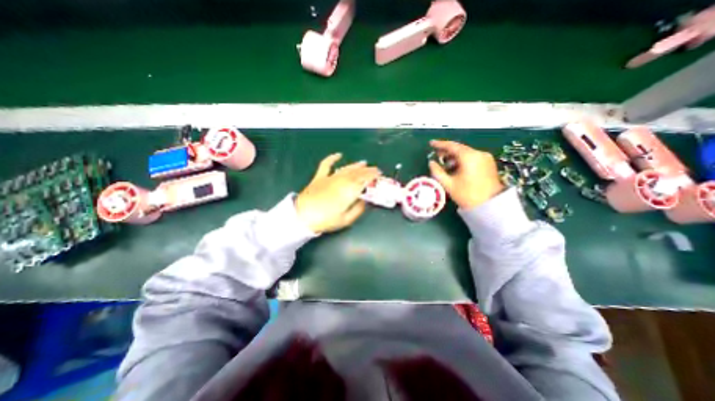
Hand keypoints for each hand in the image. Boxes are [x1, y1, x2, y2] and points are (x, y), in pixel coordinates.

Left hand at [295, 153, 381, 234]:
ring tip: (364, 163)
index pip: (364, 180)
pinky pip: (326, 165)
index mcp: (349, 191)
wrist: (302, 216)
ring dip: (356, 165)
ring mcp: (330, 177)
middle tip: (375, 169)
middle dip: (367, 170)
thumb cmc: (326, 220)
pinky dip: (332, 158)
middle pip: (357, 173)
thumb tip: (364, 201)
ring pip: (346, 168)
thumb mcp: (346, 220)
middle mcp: (341, 181)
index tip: (379, 175)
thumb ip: (358, 209)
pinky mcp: (320, 177)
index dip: (372, 176)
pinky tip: (338, 155)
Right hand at [430, 139, 501, 209]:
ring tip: (445, 165)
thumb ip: (437, 171)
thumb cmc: (467, 194)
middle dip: (447, 151)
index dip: (440, 144)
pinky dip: (463, 160)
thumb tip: (431, 163)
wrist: (491, 206)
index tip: (431, 143)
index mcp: (469, 157)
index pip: (452, 146)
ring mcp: (485, 158)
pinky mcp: (489, 164)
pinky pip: (472, 158)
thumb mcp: (448, 184)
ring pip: (466, 153)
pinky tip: (456, 168)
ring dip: (454, 157)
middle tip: (436, 155)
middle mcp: (479, 153)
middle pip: (460, 148)